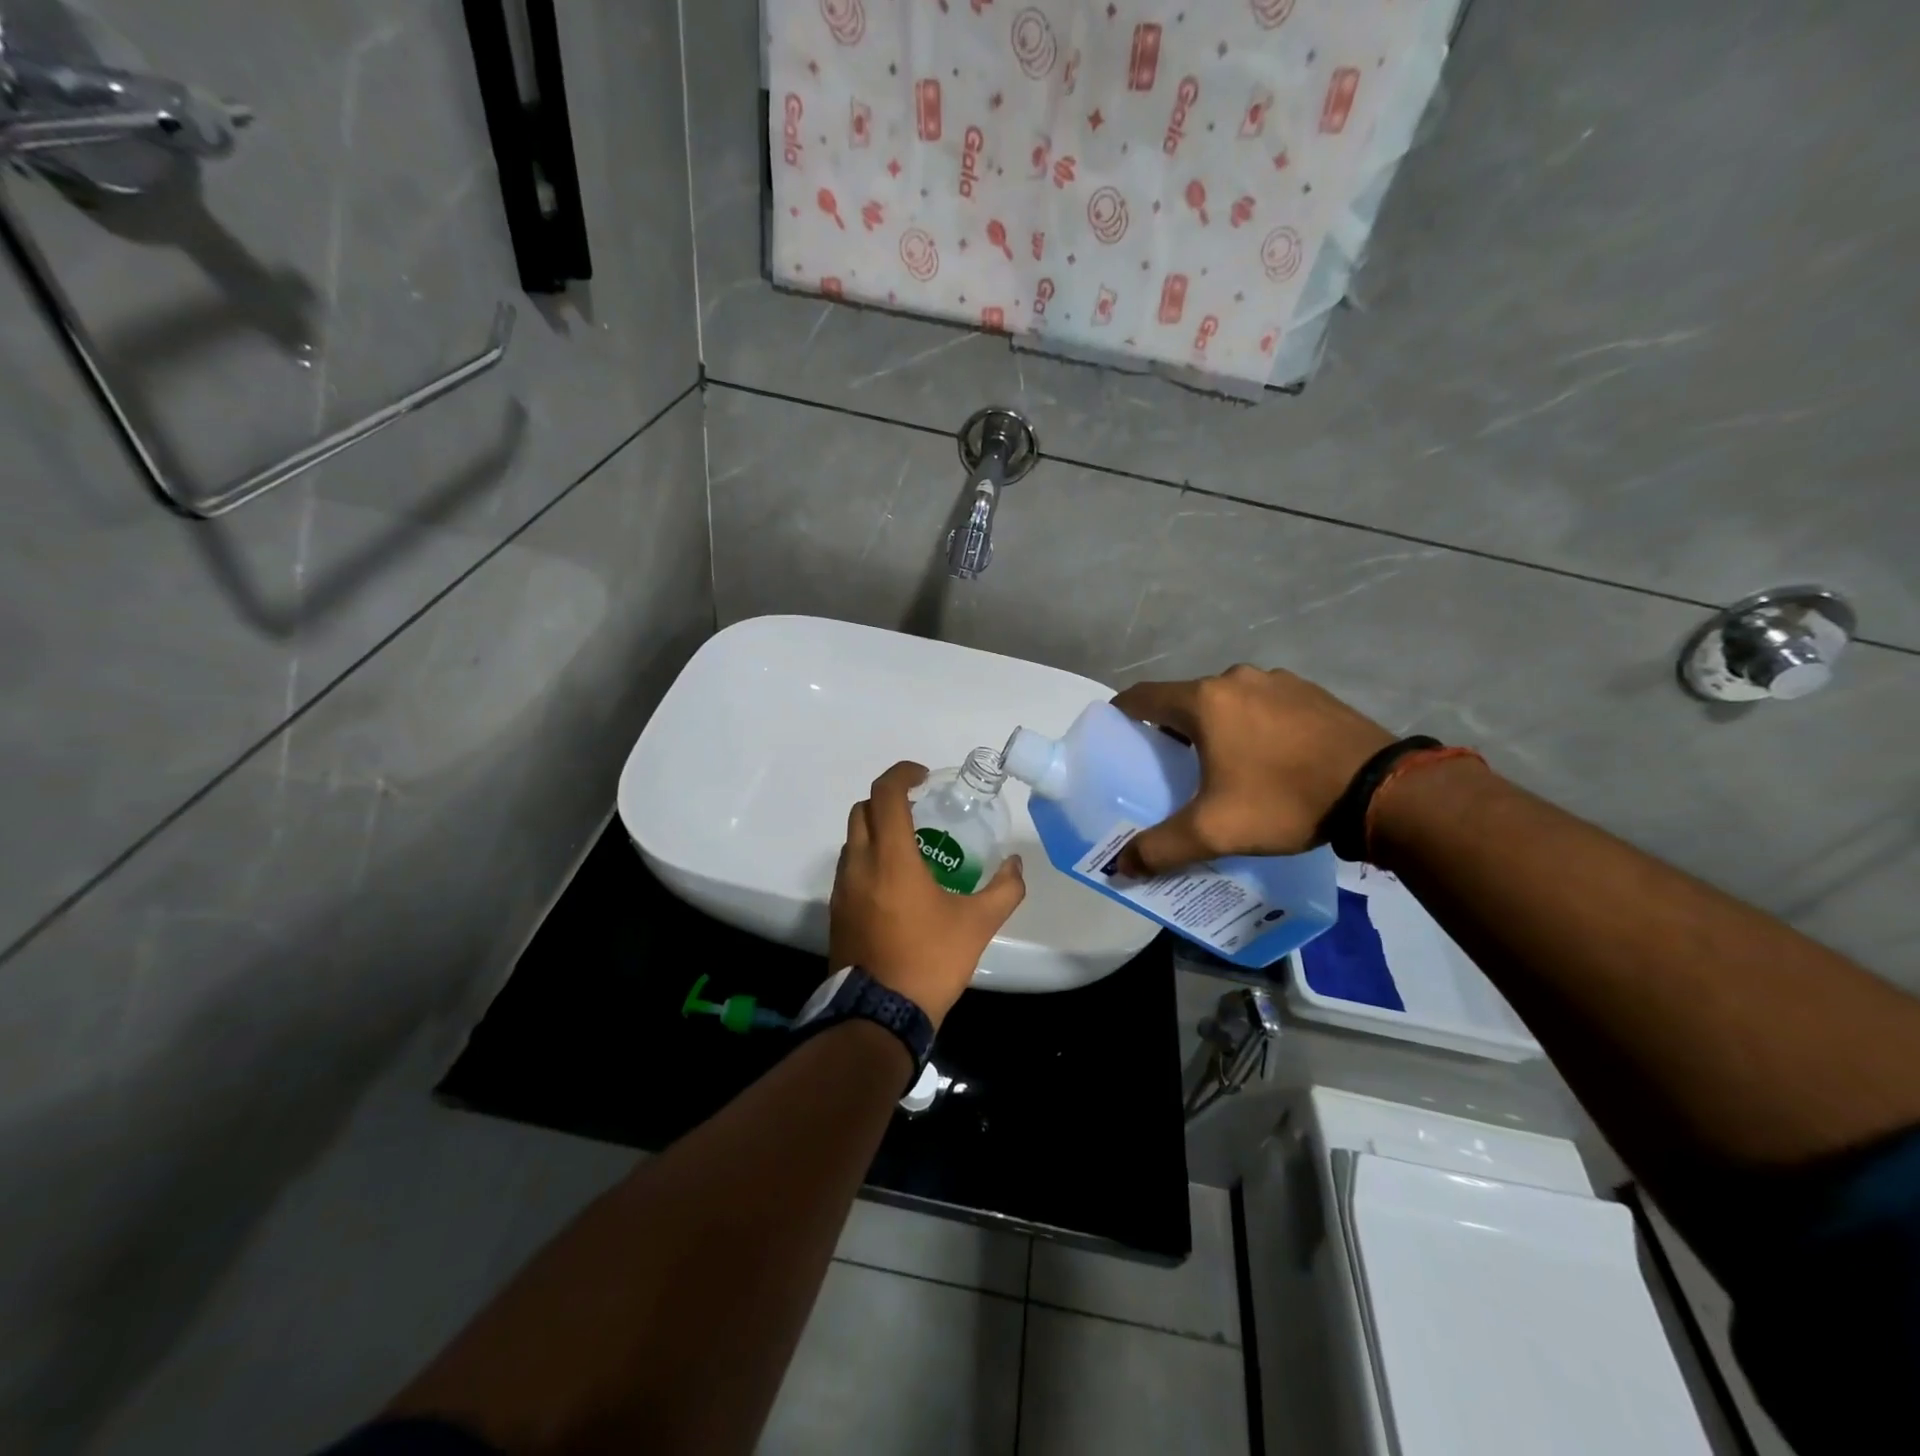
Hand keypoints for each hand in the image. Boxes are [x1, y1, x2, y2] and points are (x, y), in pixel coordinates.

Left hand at [829, 762, 1026, 1028]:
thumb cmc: (929, 960)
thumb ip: (1005, 889)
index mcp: (890, 857)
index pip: (885, 794)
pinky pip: (849, 867)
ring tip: (911, 847)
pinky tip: (896, 883)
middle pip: (863, 810)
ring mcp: (841, 888)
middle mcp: (858, 864)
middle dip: (889, 800)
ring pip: (852, 839)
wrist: (878, 1015)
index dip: (902, 774)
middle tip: (920, 810)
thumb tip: (1015, 864)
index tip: (924, 777)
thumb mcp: (978, 924)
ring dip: (877, 830)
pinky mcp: (836, 911)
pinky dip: (869, 857)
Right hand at [1110, 665, 1393, 873]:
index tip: (1115, 733)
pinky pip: (1264, 704)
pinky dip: (1252, 723)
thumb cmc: (1284, 800)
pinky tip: (1267, 757)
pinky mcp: (1312, 692)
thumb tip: (1120, 867)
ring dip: (1215, 725)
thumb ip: (1160, 848)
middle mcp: (1237, 679)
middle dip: (1171, 727)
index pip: (1143, 696)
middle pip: (1186, 699)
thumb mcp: (1214, 831)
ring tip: (1220, 764)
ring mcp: (1278, 681)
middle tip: (1168, 764)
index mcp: (1204, 701)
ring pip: (1227, 701)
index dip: (1122, 712)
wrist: (1380, 789)